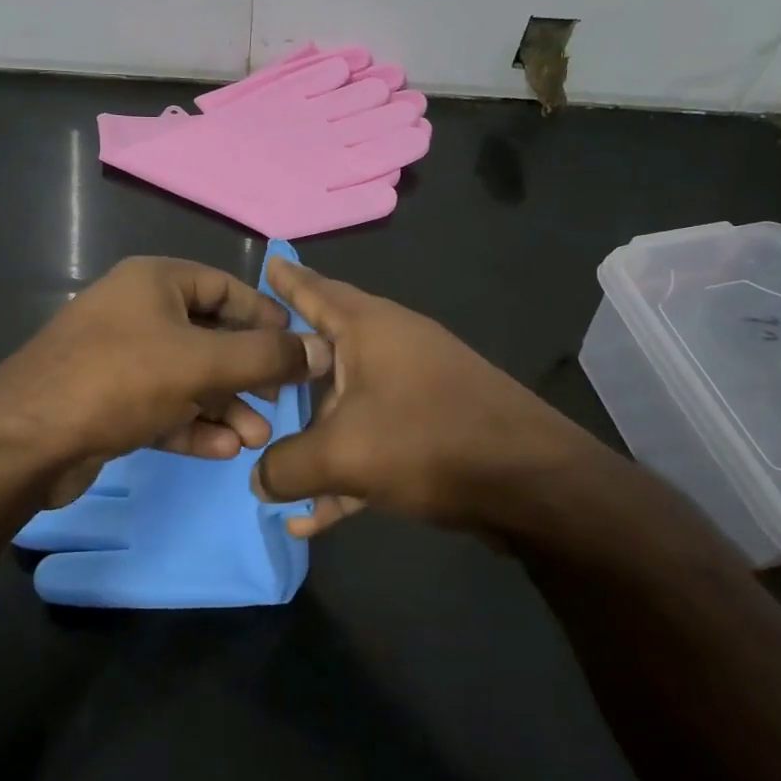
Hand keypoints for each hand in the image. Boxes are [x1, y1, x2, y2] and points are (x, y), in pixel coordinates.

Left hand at [0, 256, 330, 507]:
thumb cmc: (119, 380)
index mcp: (155, 282)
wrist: (24, 441)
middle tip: (280, 402)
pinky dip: (193, 424)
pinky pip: (163, 406)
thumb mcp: (200, 362)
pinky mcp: (109, 402)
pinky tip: (222, 449)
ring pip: (188, 377)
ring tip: (256, 437)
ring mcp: (120, 358)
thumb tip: (321, 350)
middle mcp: (138, 312)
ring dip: (225, 406)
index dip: (265, 316)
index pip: (225, 287)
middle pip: (210, 336)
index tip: (299, 348)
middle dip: (248, 373)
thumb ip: (265, 356)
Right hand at [252, 259, 603, 535]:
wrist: (531, 482)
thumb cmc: (427, 440)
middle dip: (286, 370)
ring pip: (345, 406)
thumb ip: (286, 466)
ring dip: (312, 439)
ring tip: (269, 466)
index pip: (316, 290)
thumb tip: (258, 478)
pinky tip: (315, 518)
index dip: (288, 279)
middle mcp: (392, 347)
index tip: (266, 262)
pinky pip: (373, 443)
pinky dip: (346, 472)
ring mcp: (414, 388)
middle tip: (249, 375)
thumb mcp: (342, 454)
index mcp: (369, 328)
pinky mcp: (431, 429)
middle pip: (324, 352)